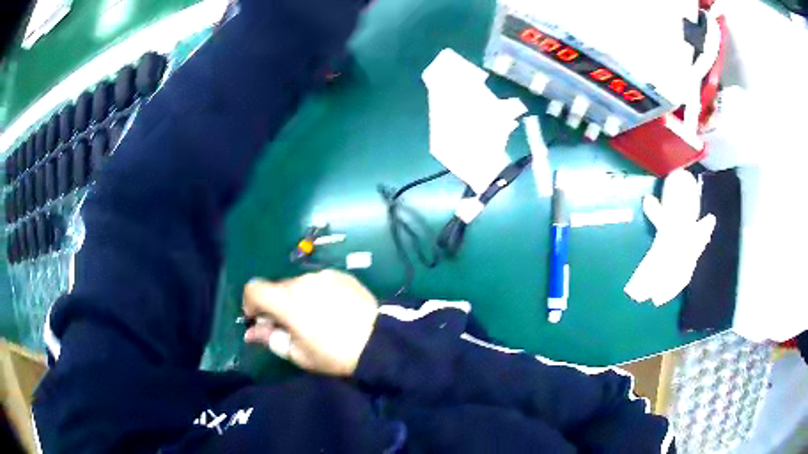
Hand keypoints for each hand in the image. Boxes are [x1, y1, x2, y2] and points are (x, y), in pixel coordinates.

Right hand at [242, 270, 378, 375]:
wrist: (380, 342)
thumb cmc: (334, 354)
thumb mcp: (298, 354)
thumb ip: (270, 338)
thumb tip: (251, 332)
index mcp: (286, 301)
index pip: (253, 288)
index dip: (250, 304)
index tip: (259, 320)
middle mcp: (301, 281)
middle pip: (276, 287)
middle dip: (275, 304)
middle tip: (288, 326)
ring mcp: (323, 275)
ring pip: (298, 284)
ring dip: (296, 298)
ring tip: (314, 318)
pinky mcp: (340, 275)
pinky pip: (318, 281)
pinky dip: (315, 293)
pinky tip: (331, 309)